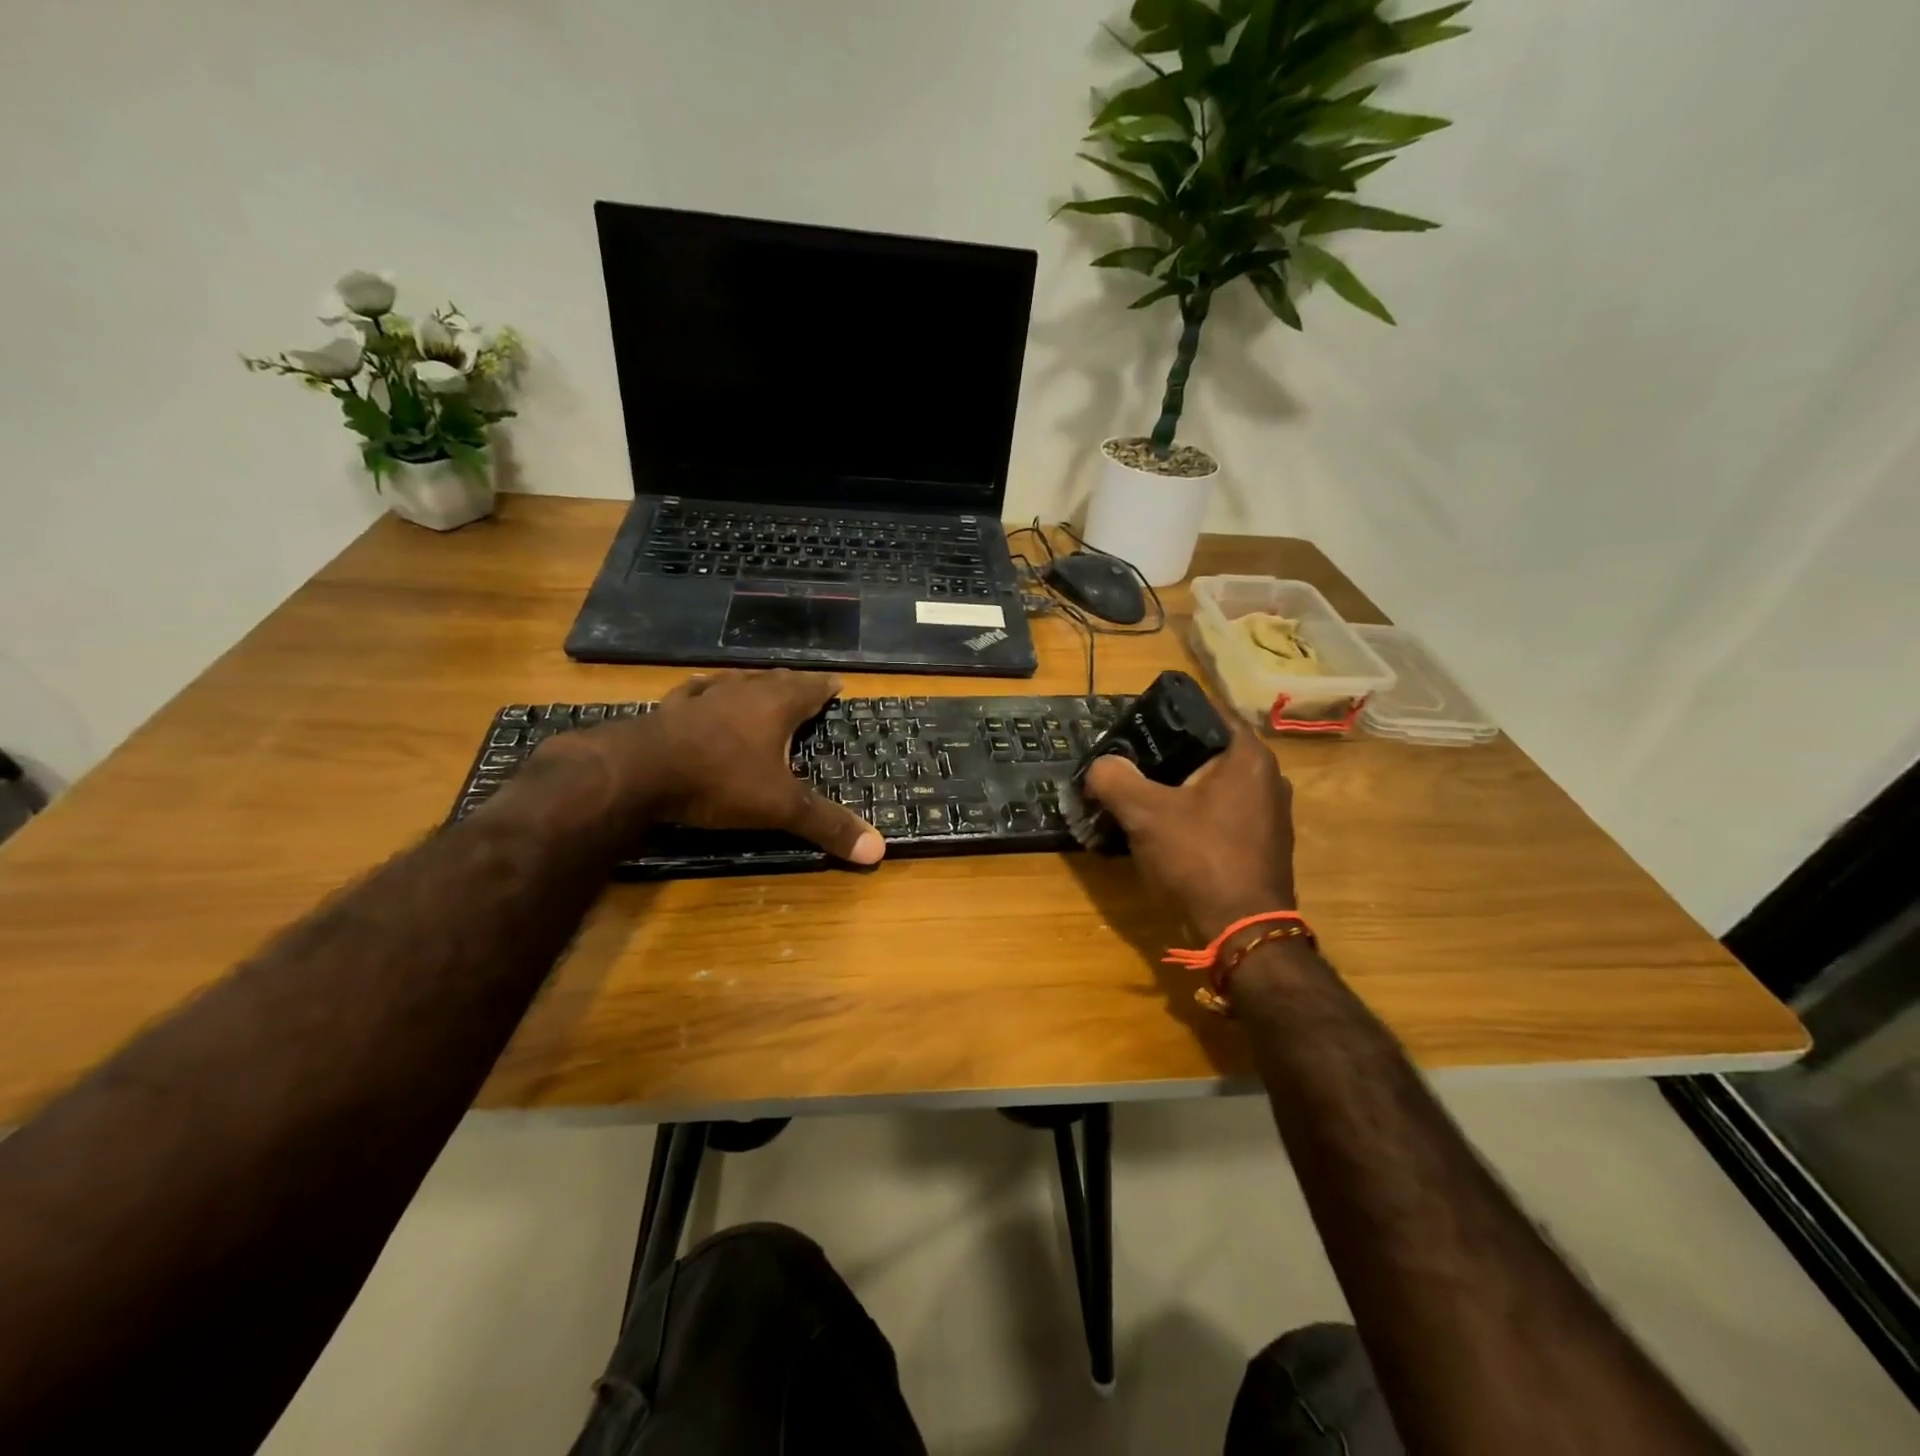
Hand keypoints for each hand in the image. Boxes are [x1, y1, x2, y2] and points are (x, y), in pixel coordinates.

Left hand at [543, 671, 883, 864]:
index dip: (825, 688)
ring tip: (761, 684)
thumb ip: (827, 824)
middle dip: (792, 684)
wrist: (639, 772)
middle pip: (774, 681)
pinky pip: (694, 692)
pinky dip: (704, 691)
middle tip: (804, 687)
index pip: (809, 689)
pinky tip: (700, 689)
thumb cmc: (720, 781)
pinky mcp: (670, 710)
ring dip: (752, 683)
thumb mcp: (780, 807)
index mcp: (775, 706)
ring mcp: (703, 698)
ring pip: (736, 682)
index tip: (836, 684)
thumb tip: (879, 851)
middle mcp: (742, 693)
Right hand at [1082, 719, 1295, 938]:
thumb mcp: (1145, 814)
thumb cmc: (1199, 857)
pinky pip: (1223, 814)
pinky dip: (1196, 814)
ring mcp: (1271, 814)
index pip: (1208, 713)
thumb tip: (1099, 766)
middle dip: (1169, 755)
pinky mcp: (1264, 844)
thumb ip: (1115, 779)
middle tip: (1130, 761)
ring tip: (1142, 795)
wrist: (1242, 930)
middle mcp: (1269, 778)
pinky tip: (1167, 829)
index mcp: (1249, 757)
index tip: (1136, 723)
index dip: (1169, 714)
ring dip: (1180, 788)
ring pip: (1215, 785)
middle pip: (1209, 751)